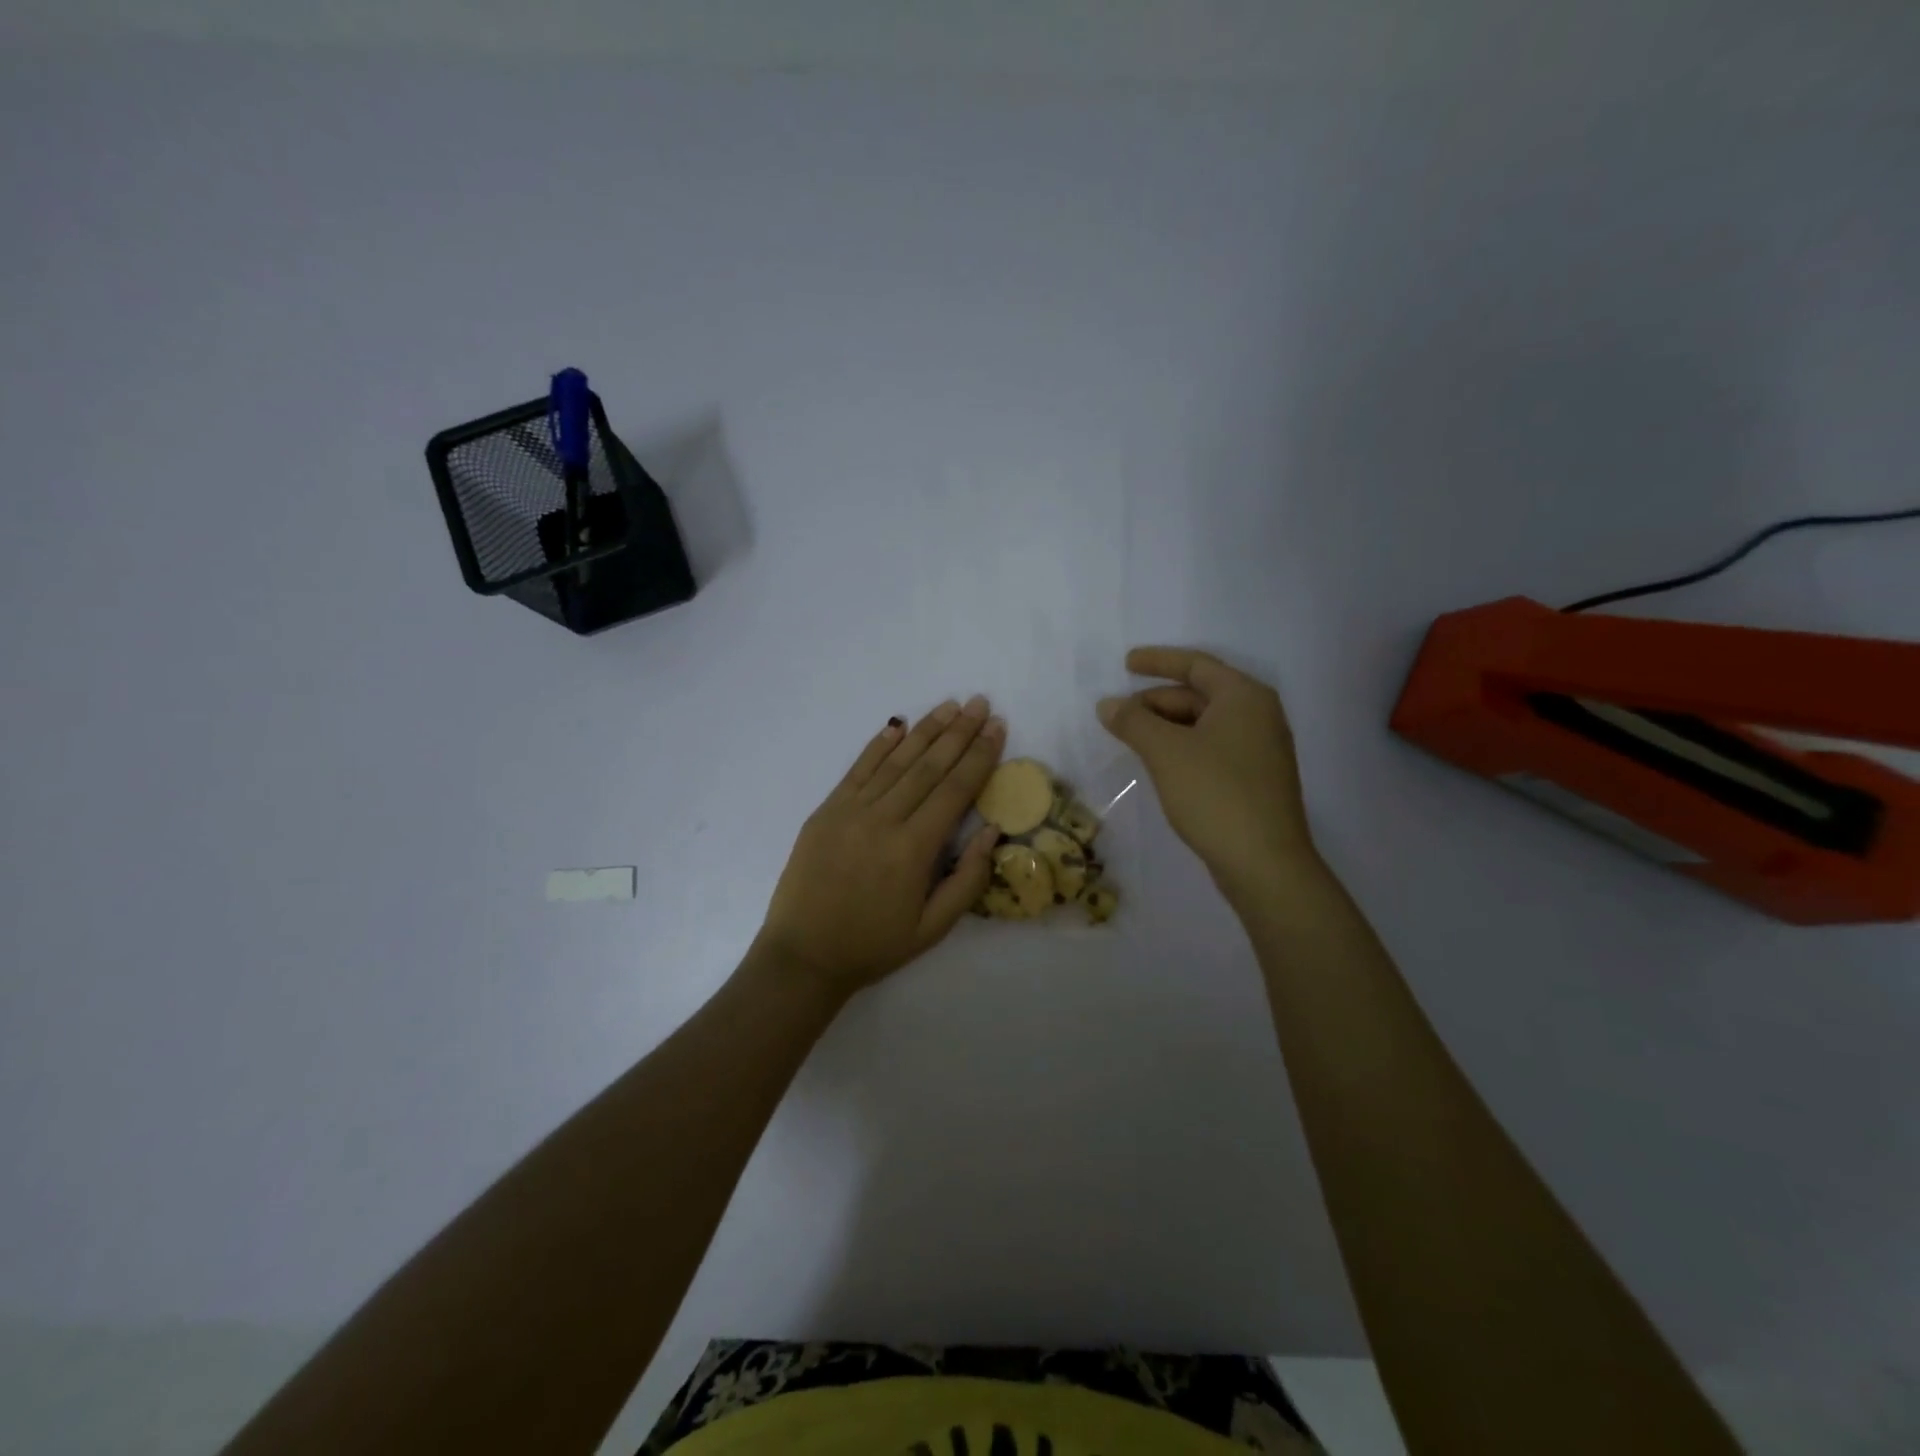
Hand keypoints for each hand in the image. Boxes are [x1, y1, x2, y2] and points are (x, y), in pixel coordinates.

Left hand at [753, 697, 1005, 1004]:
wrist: (804, 955)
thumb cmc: (873, 945)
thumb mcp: (933, 928)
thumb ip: (968, 879)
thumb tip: (992, 830)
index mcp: (913, 850)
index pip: (955, 791)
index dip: (979, 757)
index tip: (997, 729)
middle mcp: (883, 821)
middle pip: (929, 767)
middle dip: (959, 732)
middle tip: (981, 704)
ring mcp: (850, 811)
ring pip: (896, 762)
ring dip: (926, 731)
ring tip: (950, 706)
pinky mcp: (826, 811)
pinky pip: (857, 770)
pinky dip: (879, 746)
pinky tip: (898, 727)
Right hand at [1097, 647, 1319, 895]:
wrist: (1264, 863)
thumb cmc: (1216, 794)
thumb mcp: (1166, 752)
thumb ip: (1133, 722)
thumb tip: (1108, 704)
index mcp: (1244, 697)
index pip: (1196, 664)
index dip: (1157, 661)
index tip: (1125, 663)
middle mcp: (1259, 715)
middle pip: (1199, 695)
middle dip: (1156, 701)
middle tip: (1119, 716)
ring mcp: (1261, 749)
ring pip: (1204, 724)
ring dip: (1166, 727)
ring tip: (1133, 740)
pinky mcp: (1256, 779)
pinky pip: (1212, 748)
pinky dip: (1183, 748)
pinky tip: (1160, 765)